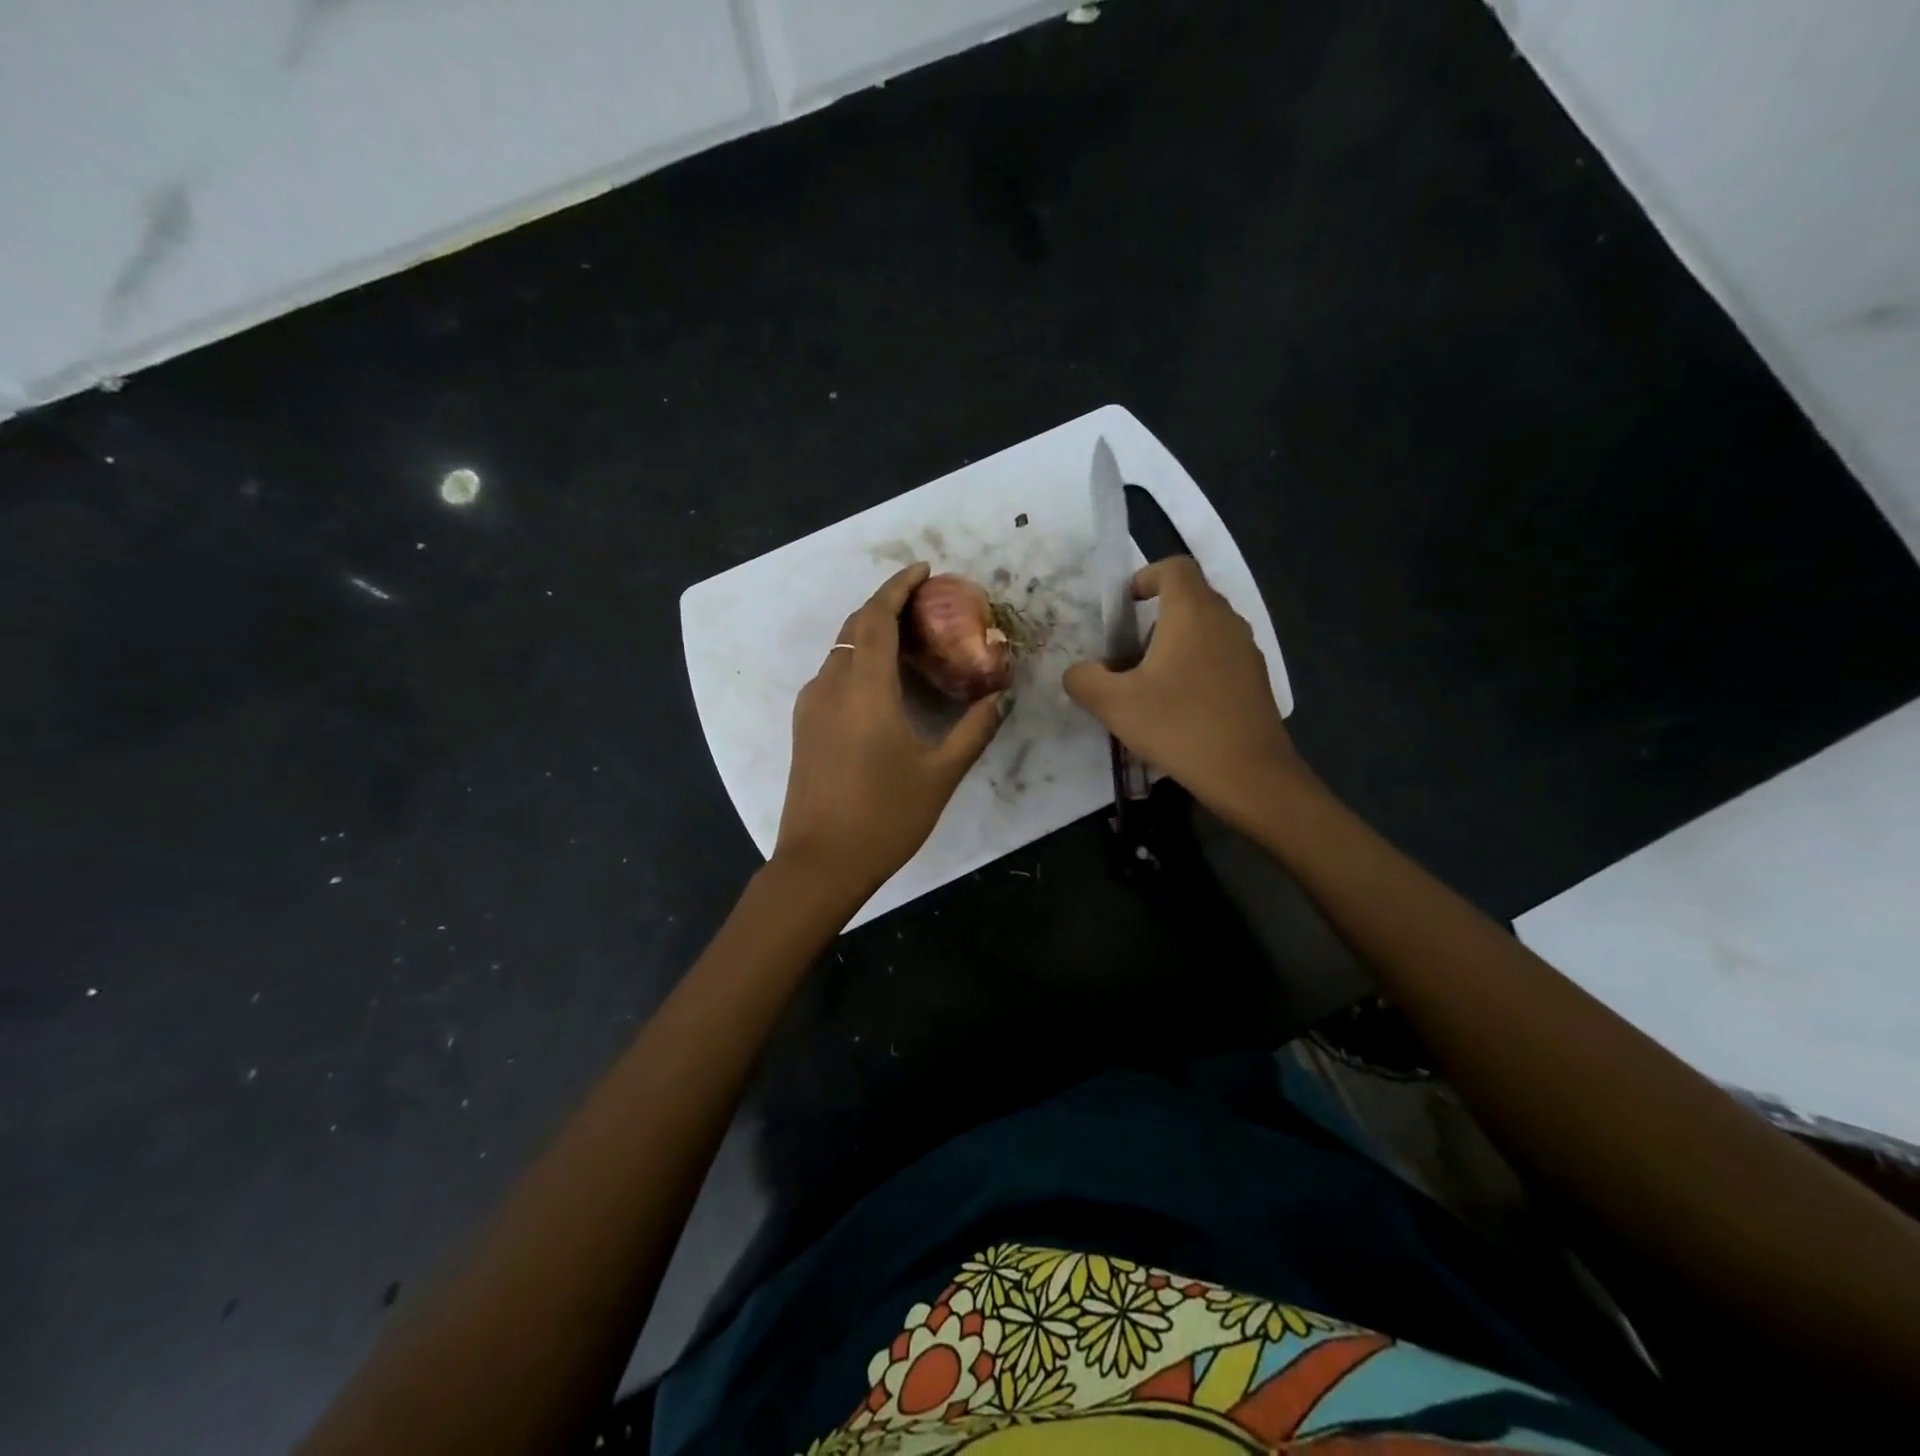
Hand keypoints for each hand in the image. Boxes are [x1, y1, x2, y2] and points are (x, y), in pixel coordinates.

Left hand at [774, 563, 1005, 896]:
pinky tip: (883, 682)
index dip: (898, 587)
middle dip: (886, 604)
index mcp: (864, 689)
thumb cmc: (885, 817)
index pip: (877, 617)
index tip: (923, 570)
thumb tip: (999, 697)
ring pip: (840, 650)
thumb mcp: (940, 773)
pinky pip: (833, 675)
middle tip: (923, 603)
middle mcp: (831, 685)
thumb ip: (973, 729)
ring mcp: (812, 706)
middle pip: (855, 626)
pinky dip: (858, 660)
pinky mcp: (805, 727)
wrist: (820, 863)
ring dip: (870, 633)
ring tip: (909, 639)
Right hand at [1064, 556, 1305, 817]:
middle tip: (1127, 653)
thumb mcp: (1114, 705)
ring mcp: (1246, 650)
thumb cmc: (1179, 726)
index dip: (1146, 576)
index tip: (1125, 606)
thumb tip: (1078, 672)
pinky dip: (1197, 666)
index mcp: (1191, 613)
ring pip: (1206, 629)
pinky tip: (1181, 708)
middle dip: (1155, 617)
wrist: (1249, 774)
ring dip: (1176, 644)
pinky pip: (1221, 656)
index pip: (1174, 567)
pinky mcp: (1256, 680)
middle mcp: (1224, 621)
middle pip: (1190, 598)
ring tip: (1150, 683)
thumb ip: (1084, 680)